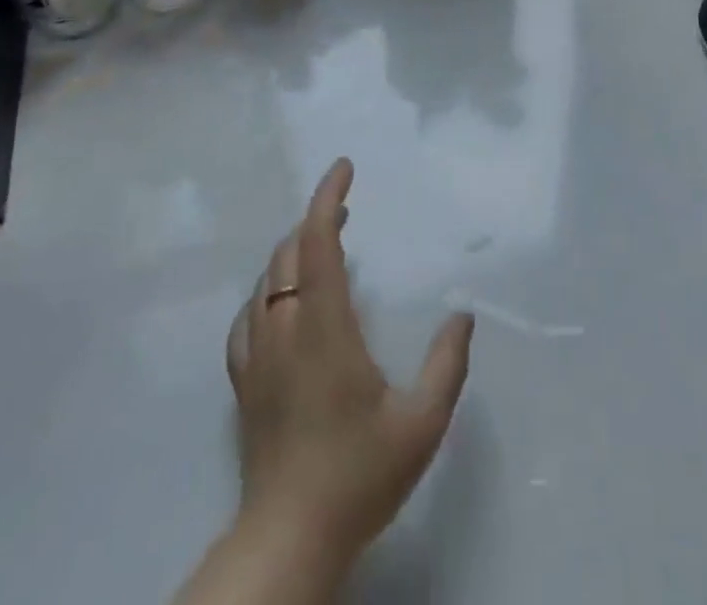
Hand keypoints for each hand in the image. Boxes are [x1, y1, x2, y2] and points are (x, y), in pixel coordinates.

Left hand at [225, 159, 474, 571]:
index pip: (317, 242)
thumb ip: (447, 364)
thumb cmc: (358, 475)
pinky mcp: (244, 383)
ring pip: (266, 281)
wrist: (289, 539)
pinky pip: (247, 318)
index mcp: (325, 327)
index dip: (328, 198)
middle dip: (315, 221)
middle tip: (345, 214)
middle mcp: (285, 329)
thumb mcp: (421, 422)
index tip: (343, 168)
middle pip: (289, 252)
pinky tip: (279, 302)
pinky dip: (267, 292)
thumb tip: (462, 314)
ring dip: (292, 253)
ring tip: (320, 249)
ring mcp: (257, 356)